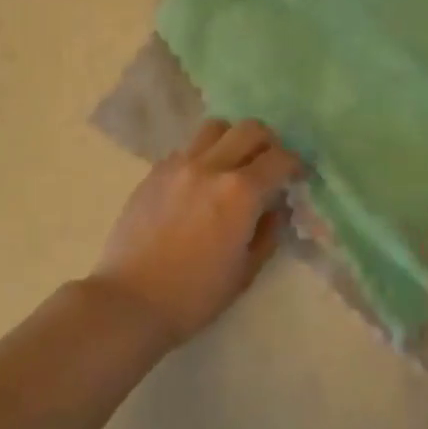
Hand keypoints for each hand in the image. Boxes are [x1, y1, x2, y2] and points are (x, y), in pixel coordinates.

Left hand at [93, 118, 302, 345]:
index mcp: (240, 192)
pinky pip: (187, 148)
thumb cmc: (195, 295)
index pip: (279, 158)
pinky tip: (199, 183)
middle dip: (268, 142)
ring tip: (232, 165)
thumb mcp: (245, 271)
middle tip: (268, 165)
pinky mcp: (155, 171)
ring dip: (232, 140)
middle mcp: (211, 166)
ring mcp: (178, 164)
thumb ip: (268, 232)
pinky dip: (202, 156)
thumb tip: (275, 207)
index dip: (295, 164)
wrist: (131, 300)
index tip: (296, 176)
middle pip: (249, 129)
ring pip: (215, 128)